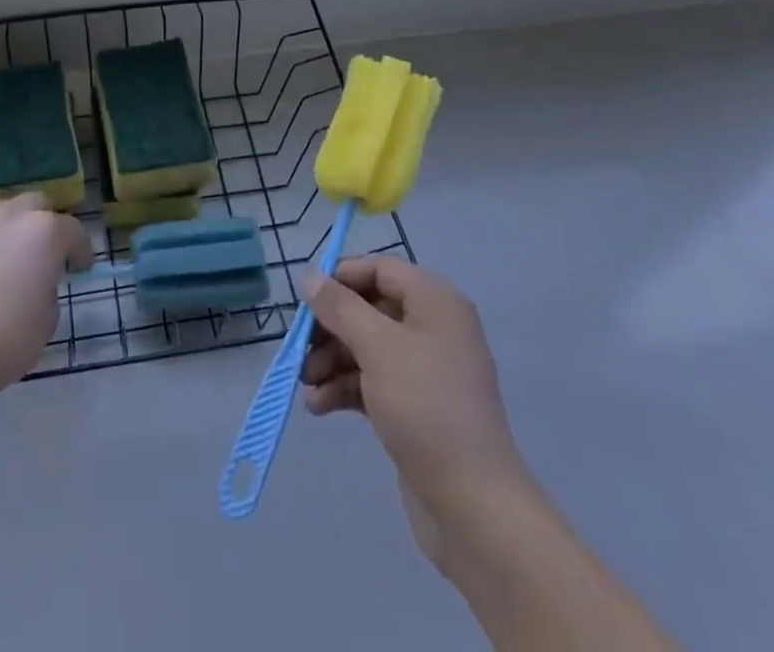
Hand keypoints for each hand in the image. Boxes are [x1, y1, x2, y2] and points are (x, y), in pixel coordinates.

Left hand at [0, 194, 92, 400]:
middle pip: (37, 205)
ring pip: (2, 212)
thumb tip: (38, 277)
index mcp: (44, 231)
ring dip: (11, 229)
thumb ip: (49, 282)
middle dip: (45, 226)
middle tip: (42, 256)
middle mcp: (10, 214)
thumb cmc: (8, 340)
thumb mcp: (49, 316)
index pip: (73, 230)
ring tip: (5, 260)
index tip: (79, 269)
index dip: (80, 251)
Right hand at [301, 258, 532, 563]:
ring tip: (306, 385)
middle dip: (331, 327)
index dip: (342, 278)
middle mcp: (433, 328)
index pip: (381, 269)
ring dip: (331, 361)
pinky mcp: (415, 408)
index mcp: (435, 302)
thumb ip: (340, 307)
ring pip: (366, 347)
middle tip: (300, 346)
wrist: (473, 505)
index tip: (306, 298)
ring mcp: (425, 370)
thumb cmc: (425, 406)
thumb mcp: (377, 347)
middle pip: (369, 309)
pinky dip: (344, 388)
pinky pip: (372, 382)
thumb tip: (310, 278)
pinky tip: (318, 406)